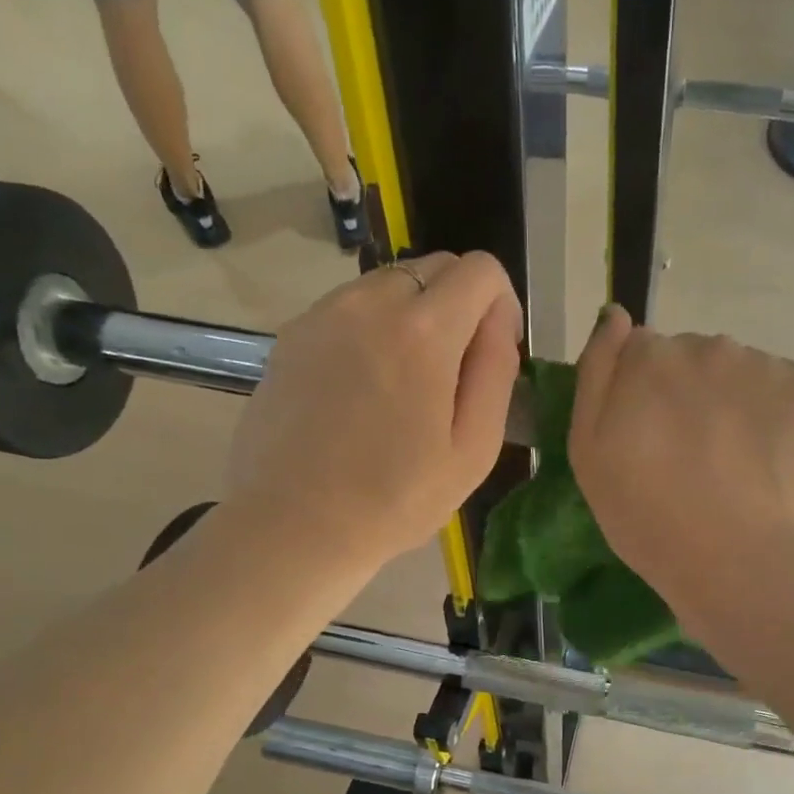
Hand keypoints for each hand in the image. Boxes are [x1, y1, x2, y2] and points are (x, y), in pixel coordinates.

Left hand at [227, 253, 522, 571]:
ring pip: (388, 285)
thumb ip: (496, 373)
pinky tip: (363, 390)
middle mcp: (371, 302)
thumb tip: (498, 322)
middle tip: (453, 374)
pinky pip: (349, 310)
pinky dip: (371, 331)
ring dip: (412, 317)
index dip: (501, 304)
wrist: (294, 524)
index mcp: (424, 331)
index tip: (494, 352)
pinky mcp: (292, 335)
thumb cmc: (395, 500)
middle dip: (458, 306)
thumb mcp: (473, 450)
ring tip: (404, 385)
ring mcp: (323, 314)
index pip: (481, 269)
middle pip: (434, 268)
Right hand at [569, 306, 793, 624]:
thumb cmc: (647, 516)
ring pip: (742, 374)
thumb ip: (597, 373)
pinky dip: (778, 417)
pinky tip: (771, 463)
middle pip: (694, 360)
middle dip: (690, 395)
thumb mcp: (588, 452)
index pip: (642, 354)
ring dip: (735, 404)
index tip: (649, 440)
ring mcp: (764, 364)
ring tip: (736, 467)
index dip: (643, 395)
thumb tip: (616, 315)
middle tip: (693, 460)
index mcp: (649, 358)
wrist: (736, 559)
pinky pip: (785, 391)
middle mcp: (707, 346)